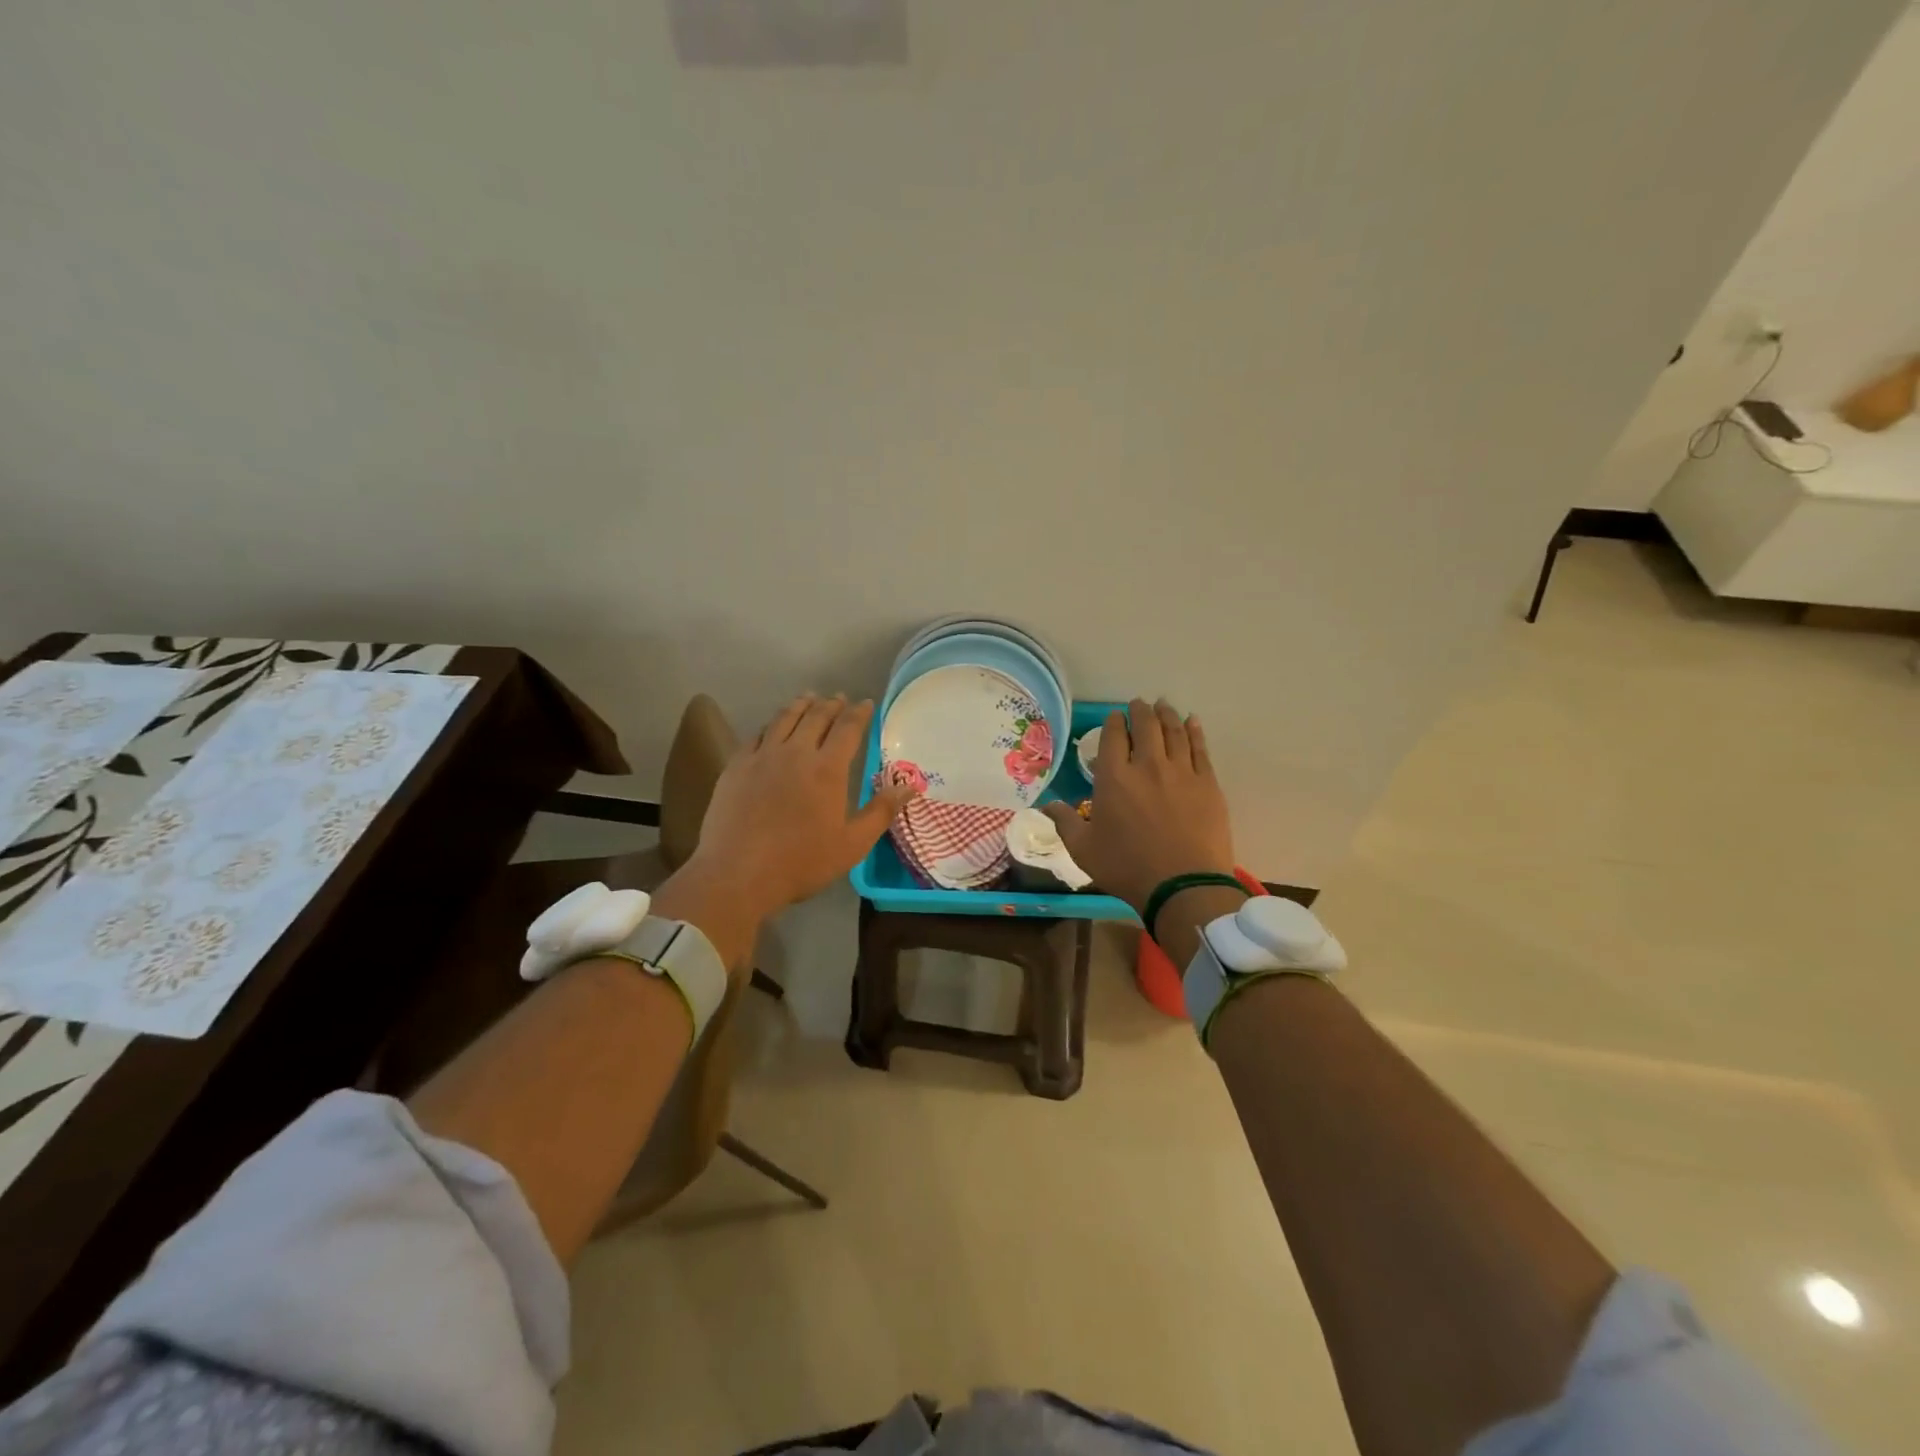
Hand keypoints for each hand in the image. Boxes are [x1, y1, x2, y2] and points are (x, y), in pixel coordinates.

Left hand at [689, 694, 916, 915]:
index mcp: (827, 769)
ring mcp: (762, 756)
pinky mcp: (736, 766)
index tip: (865, 703)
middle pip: (816, 717)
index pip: (848, 729)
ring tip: (808, 698)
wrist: (738, 873)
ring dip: (800, 705)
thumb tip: (910, 785)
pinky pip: (757, 735)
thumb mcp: (852, 844)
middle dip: (831, 704)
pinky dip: (771, 724)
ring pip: (784, 719)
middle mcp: (796, 752)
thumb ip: (882, 811)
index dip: (859, 713)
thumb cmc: (801, 862)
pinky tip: (773, 726)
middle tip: (839, 698)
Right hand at [1043, 698, 1234, 913]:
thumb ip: (1065, 823)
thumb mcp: (1083, 849)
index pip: (1113, 736)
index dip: (1114, 722)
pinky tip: (1193, 722)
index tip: (1115, 717)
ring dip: (1167, 715)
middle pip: (1146, 726)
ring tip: (1164, 705)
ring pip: (1174, 732)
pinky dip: (1195, 731)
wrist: (1183, 886)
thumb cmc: (1127, 867)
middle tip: (1140, 704)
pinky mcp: (1207, 783)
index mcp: (1114, 778)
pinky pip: (1200, 748)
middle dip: (1140, 711)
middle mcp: (1147, 765)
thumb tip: (1046, 806)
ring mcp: (1181, 772)